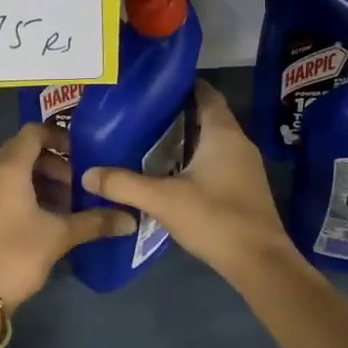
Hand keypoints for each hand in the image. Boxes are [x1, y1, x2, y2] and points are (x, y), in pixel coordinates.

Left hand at [0, 123, 134, 309]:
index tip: (83, 154)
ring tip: (66, 204)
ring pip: (12, 173)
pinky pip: (1, 190)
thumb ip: (95, 222)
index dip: (59, 137)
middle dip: (54, 163)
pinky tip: (45, 219)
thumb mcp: (60, 236)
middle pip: (23, 151)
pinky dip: (24, 194)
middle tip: (78, 184)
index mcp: (7, 168)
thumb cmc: (16, 254)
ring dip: (40, 181)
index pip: (33, 132)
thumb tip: (130, 219)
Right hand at [81, 83, 296, 280]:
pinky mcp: (245, 188)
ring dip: (187, 139)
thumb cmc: (215, 218)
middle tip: (142, 114)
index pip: (206, 94)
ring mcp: (245, 167)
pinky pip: (217, 162)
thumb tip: (87, 173)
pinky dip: (196, 160)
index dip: (183, 85)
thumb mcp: (163, 200)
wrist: (259, 262)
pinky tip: (171, 173)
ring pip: (213, 142)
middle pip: (208, 117)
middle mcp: (239, 143)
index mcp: (223, 134)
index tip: (153, 86)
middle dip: (178, 114)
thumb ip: (124, 184)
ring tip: (150, 141)